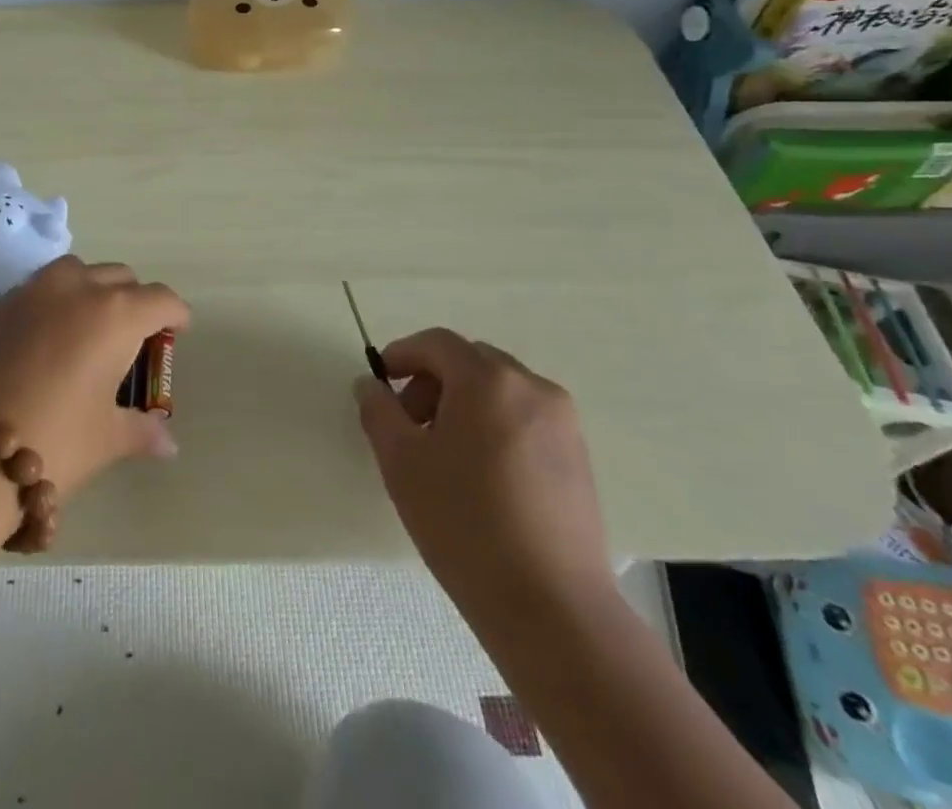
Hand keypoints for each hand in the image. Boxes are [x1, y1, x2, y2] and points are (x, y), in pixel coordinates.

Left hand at [0, 255, 187, 494]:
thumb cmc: (53, 442)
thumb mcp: (106, 439)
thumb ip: (142, 431)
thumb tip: (168, 444)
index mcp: (115, 314)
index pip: (161, 299)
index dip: (175, 315)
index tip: (176, 332)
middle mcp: (76, 288)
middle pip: (119, 277)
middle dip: (133, 300)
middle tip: (131, 338)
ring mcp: (31, 291)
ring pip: (75, 271)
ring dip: (90, 289)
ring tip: (86, 328)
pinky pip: (36, 288)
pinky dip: (51, 302)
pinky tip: (43, 339)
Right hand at [355, 328, 613, 618]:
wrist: (551, 608)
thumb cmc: (464, 523)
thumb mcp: (401, 462)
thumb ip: (378, 411)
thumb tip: (370, 385)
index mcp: (488, 380)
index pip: (437, 343)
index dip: (402, 354)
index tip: (381, 384)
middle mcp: (532, 387)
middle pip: (470, 362)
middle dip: (433, 381)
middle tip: (409, 424)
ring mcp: (563, 423)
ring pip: (499, 390)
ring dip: (464, 403)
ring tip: (444, 454)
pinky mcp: (580, 458)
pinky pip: (525, 418)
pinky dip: (495, 426)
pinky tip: (481, 475)